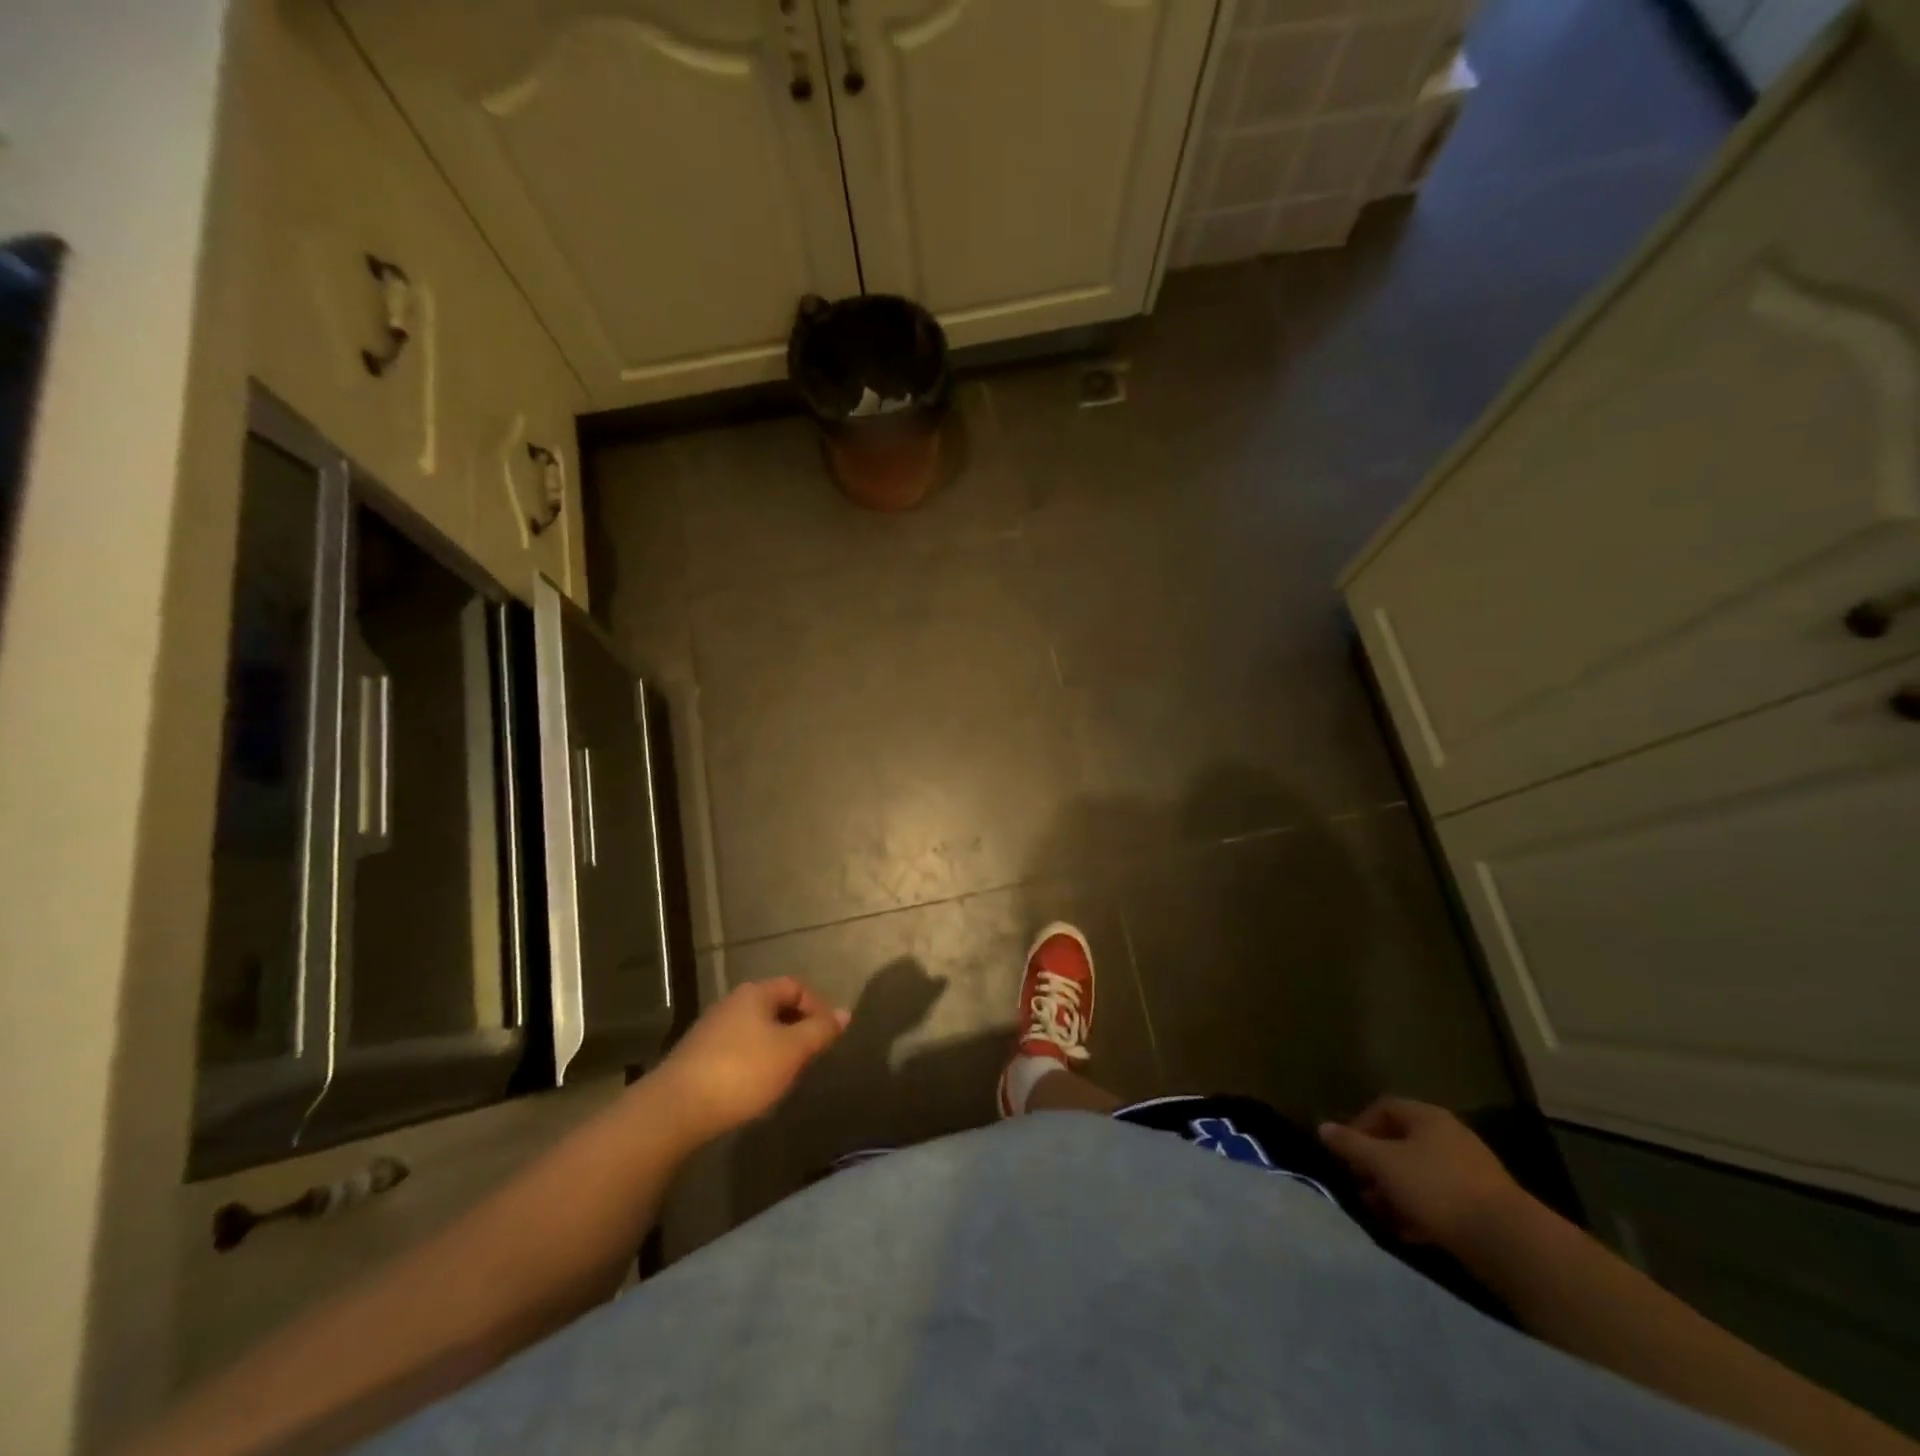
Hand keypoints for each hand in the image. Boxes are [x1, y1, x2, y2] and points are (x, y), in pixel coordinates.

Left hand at [655, 978, 849, 1138]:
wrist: (676, 1109)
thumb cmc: (742, 1071)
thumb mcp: (792, 1050)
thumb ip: (820, 1030)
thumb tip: (844, 1013)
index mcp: (755, 993)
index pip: (795, 986)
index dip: (818, 1005)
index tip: (829, 1035)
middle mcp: (732, 1003)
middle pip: (774, 1006)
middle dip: (797, 1027)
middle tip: (811, 1055)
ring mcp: (711, 1029)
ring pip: (756, 1029)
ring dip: (776, 1046)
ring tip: (787, 1074)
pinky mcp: (697, 1057)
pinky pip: (737, 1049)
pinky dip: (754, 1061)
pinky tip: (756, 1087)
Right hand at [1318, 1097, 1534, 1253]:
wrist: (1510, 1242)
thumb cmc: (1437, 1189)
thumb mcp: (1384, 1164)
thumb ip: (1351, 1145)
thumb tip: (1323, 1127)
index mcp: (1427, 1117)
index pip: (1383, 1107)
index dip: (1359, 1126)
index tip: (1346, 1153)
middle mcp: (1449, 1137)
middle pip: (1401, 1143)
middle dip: (1376, 1165)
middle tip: (1360, 1187)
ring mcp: (1470, 1172)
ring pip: (1420, 1174)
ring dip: (1395, 1191)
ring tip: (1379, 1214)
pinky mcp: (1483, 1206)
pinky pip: (1440, 1200)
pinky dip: (1419, 1211)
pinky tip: (1407, 1233)